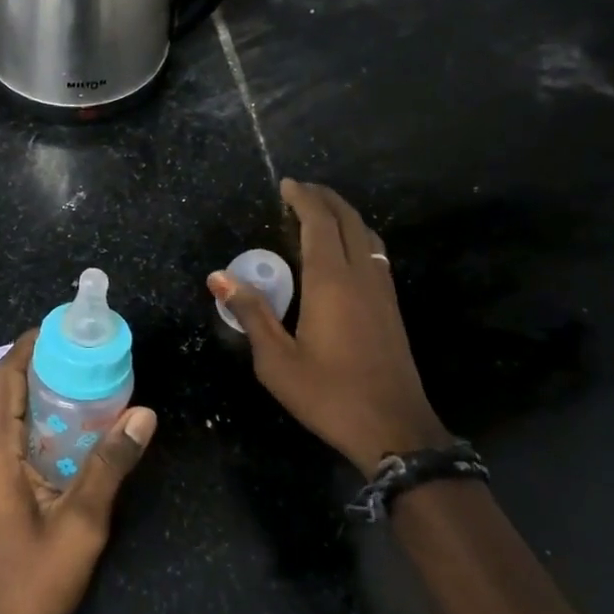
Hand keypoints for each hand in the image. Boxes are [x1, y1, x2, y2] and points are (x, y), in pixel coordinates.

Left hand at [0, 332, 154, 613]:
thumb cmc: (30, 579)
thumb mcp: (80, 522)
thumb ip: (109, 464)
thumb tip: (143, 413)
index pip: (8, 374)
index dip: (34, 344)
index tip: (69, 326)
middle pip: (12, 387)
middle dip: (48, 364)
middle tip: (94, 352)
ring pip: (16, 411)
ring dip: (50, 393)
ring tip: (95, 379)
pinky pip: (19, 435)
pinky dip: (47, 421)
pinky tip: (82, 427)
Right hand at [210, 179, 446, 476]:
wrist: (395, 430)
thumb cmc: (328, 394)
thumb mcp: (276, 361)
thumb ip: (251, 313)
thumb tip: (219, 277)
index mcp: (331, 282)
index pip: (319, 223)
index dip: (303, 199)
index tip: (286, 184)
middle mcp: (361, 276)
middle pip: (348, 221)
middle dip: (325, 198)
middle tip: (300, 189)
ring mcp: (382, 291)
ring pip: (366, 235)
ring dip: (344, 215)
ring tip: (320, 211)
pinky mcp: (391, 308)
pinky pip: (375, 254)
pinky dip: (357, 236)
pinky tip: (344, 250)